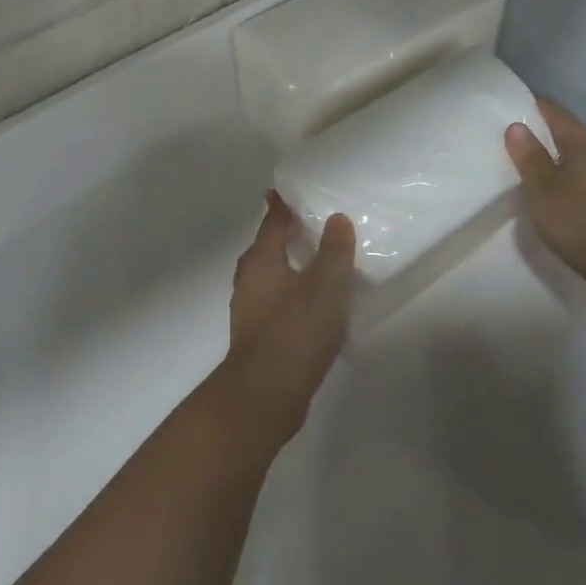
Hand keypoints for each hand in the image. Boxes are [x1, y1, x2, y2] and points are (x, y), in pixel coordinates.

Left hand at [210, 192, 355, 450]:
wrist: (265, 394)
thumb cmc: (295, 330)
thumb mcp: (325, 285)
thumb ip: (333, 250)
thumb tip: (336, 218)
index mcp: (261, 261)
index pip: (271, 222)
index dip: (280, 205)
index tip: (284, 190)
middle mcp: (249, 280)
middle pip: (267, 248)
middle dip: (283, 235)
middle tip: (308, 224)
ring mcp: (250, 310)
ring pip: (270, 277)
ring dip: (289, 266)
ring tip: (315, 263)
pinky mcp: (258, 336)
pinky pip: (276, 302)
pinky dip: (292, 294)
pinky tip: (312, 305)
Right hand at [505, 98, 585, 312]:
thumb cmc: (580, 222)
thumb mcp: (543, 191)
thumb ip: (530, 158)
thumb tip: (517, 125)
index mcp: (585, 146)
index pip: (558, 114)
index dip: (538, 106)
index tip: (519, 102)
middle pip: (575, 135)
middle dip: (551, 134)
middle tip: (524, 137)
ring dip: (566, 159)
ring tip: (543, 168)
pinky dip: (579, 179)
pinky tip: (570, 194)